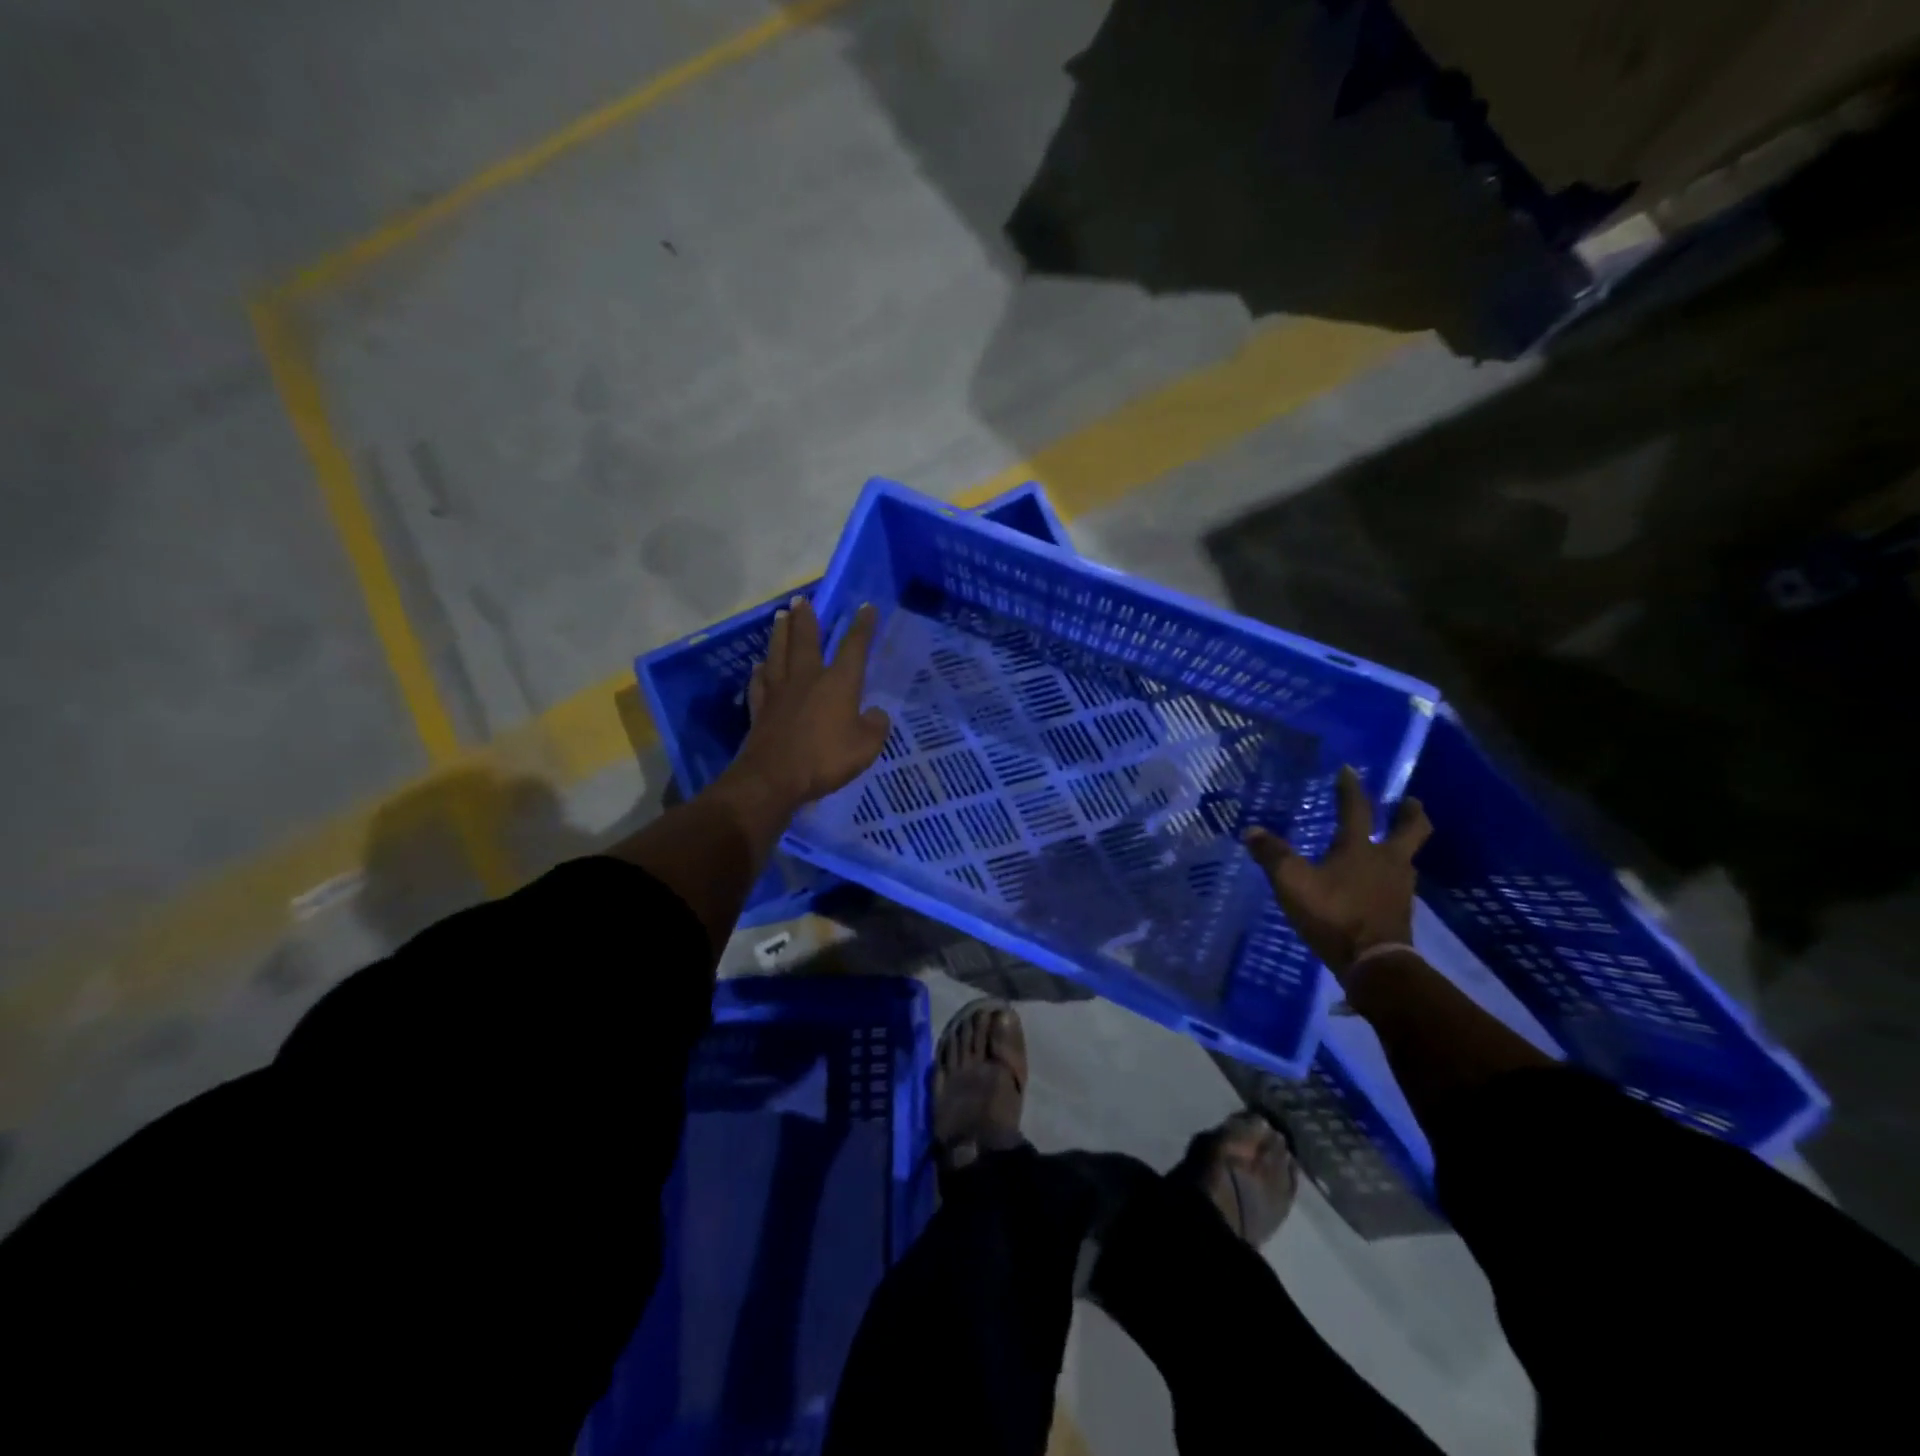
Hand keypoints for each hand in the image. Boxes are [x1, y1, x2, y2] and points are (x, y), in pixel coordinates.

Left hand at [726, 597, 890, 809]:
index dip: (862, 627)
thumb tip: (875, 714)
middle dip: (806, 618)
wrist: (774, 778)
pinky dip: (759, 672)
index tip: (866, 607)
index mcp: (838, 683)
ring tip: (779, 617)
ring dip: (780, 633)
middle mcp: (807, 678)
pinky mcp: (760, 709)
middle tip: (801, 600)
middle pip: (806, 640)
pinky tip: (758, 665)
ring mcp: (779, 692)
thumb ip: (875, 727)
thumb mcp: (866, 747)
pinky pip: (759, 683)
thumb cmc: (825, 759)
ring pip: (778, 653)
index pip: (853, 647)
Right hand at [1244, 765, 1430, 981]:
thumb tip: (1251, 830)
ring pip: (1407, 858)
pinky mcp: (1400, 912)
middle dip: (1410, 814)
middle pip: (1411, 830)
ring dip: (1402, 846)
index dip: (1352, 788)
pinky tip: (1379, 882)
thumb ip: (1272, 855)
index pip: (1357, 809)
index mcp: (1360, 848)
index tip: (1350, 770)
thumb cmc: (1333, 914)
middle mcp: (1387, 861)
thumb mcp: (1292, 883)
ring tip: (1392, 843)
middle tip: (1410, 802)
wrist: (1374, 964)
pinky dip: (1392, 875)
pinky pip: (1399, 883)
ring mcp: (1399, 888)